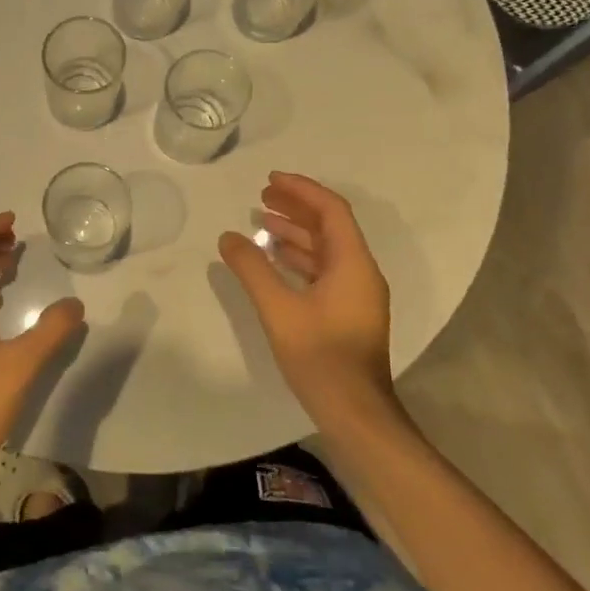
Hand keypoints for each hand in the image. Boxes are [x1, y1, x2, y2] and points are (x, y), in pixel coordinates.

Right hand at [218, 172, 394, 426]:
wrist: (354, 411)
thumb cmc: (319, 356)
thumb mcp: (278, 309)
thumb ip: (252, 269)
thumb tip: (229, 237)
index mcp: (353, 264)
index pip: (331, 210)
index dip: (301, 190)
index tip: (270, 179)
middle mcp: (360, 272)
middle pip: (330, 226)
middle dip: (297, 207)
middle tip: (261, 196)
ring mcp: (357, 294)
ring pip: (327, 249)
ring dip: (296, 232)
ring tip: (262, 221)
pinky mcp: (347, 312)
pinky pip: (324, 270)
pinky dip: (299, 257)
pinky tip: (275, 259)